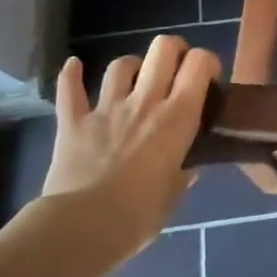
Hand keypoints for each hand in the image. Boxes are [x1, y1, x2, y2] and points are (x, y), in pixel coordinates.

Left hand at [41, 35, 215, 258]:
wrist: (83, 228)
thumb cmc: (139, 215)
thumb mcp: (174, 195)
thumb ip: (182, 174)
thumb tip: (187, 168)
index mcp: (177, 116)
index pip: (199, 64)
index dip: (206, 62)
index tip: (207, 79)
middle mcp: (145, 101)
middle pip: (162, 49)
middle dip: (172, 50)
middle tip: (174, 68)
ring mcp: (107, 108)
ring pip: (121, 65)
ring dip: (130, 67)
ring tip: (133, 79)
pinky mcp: (73, 122)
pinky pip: (70, 90)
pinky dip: (71, 75)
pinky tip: (72, 65)